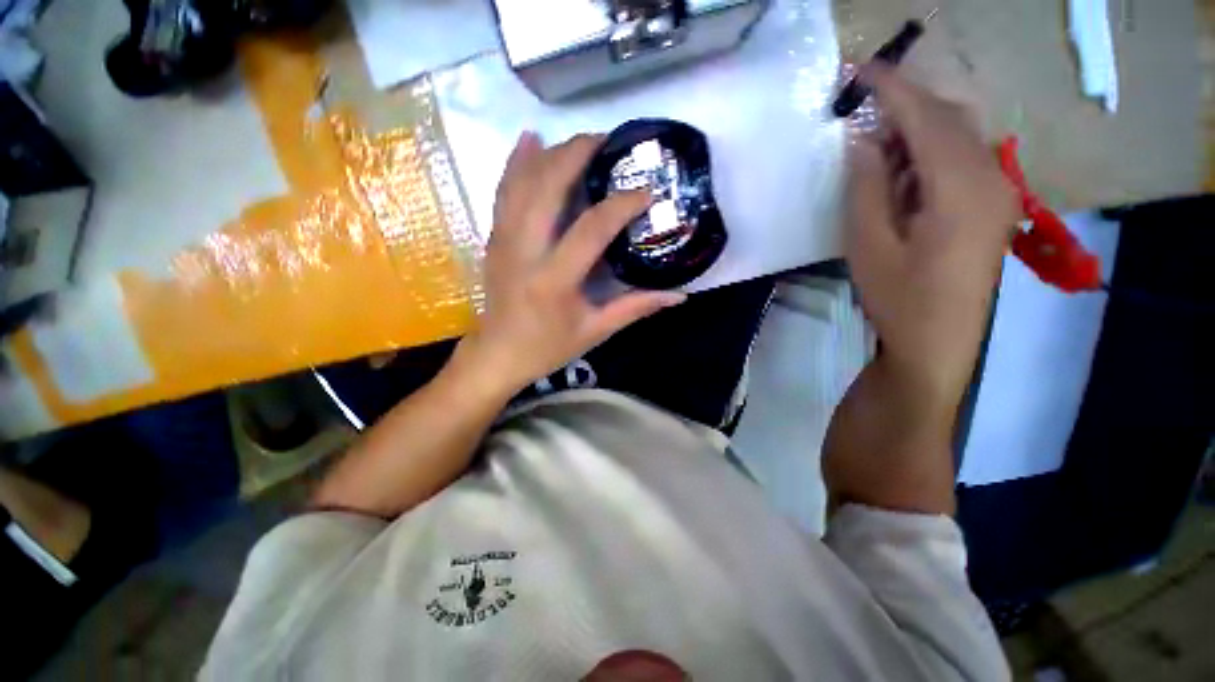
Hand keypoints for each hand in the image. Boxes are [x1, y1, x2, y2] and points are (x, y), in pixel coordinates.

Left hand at [454, 132, 685, 397]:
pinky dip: (516, 163)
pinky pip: (502, 193)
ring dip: (550, 153)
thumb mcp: (595, 331)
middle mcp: (524, 252)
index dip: (621, 205)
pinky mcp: (493, 239)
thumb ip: (635, 308)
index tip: (645, 192)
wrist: (497, 355)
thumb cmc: (548, 347)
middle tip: (607, 141)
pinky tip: (529, 140)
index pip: (591, 229)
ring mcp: (503, 241)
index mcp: (554, 280)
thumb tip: (679, 295)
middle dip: (577, 155)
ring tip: (579, 139)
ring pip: (521, 183)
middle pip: (547, 188)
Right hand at [847, 65, 1018, 409]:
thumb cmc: (898, 298)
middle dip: (903, 105)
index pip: (925, 117)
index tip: (856, 68)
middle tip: (858, 112)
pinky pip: (962, 160)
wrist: (937, 344)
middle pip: (949, 118)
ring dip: (915, 131)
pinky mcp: (993, 206)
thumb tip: (864, 140)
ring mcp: (998, 191)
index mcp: (961, 187)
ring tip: (875, 149)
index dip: (890, 88)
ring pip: (957, 136)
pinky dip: (928, 153)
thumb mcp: (869, 244)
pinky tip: (902, 176)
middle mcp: (991, 178)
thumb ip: (868, 186)